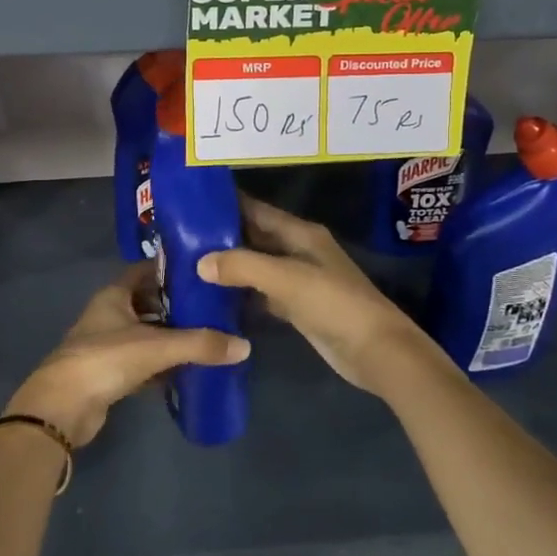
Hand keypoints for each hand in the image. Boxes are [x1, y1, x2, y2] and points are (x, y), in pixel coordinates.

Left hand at [4, 263, 249, 447]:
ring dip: (171, 336)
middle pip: (148, 302)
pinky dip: (162, 364)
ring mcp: (107, 344)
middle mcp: (109, 314)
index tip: (202, 270)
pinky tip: (187, 370)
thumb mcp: (157, 346)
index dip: (171, 269)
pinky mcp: (109, 374)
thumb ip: (200, 344)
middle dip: (177, 304)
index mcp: (114, 295)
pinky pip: (142, 362)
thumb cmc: (106, 360)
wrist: (63, 407)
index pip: (146, 271)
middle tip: (212, 306)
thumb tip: (243, 346)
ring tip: (207, 336)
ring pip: (146, 333)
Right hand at [196, 196, 448, 396]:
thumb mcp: (287, 279)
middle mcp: (299, 251)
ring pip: (257, 266)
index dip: (228, 205)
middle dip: (222, 236)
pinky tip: (214, 298)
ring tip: (187, 264)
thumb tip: (200, 262)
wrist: (375, 351)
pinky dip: (241, 293)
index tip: (192, 204)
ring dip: (229, 266)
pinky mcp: (297, 307)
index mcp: (301, 233)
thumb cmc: (334, 304)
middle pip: (255, 237)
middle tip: (180, 237)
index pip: (258, 210)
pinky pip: (262, 293)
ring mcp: (299, 280)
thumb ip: (243, 266)